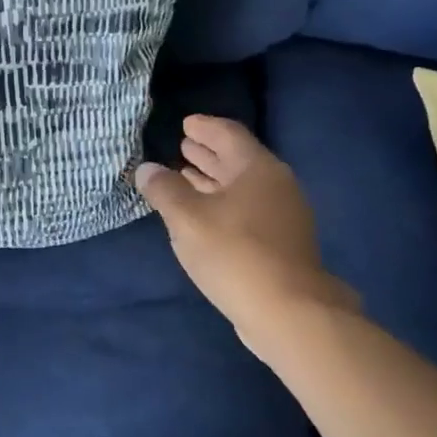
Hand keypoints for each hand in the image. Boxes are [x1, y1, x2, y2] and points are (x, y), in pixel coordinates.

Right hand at [134, 115, 358, 359]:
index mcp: (257, 168)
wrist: (289, 313)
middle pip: (237, 159)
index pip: (228, 134)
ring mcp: (283, 215)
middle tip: (182, 146)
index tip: (185, 124)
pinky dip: (223, 203)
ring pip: (242, 187)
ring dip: (213, 180)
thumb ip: (164, 190)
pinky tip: (205, 215)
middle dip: (208, 153)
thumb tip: (147, 169)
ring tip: (186, 176)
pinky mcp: (282, 243)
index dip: (204, 127)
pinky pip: (247, 209)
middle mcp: (275, 184)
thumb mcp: (187, 218)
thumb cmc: (235, 254)